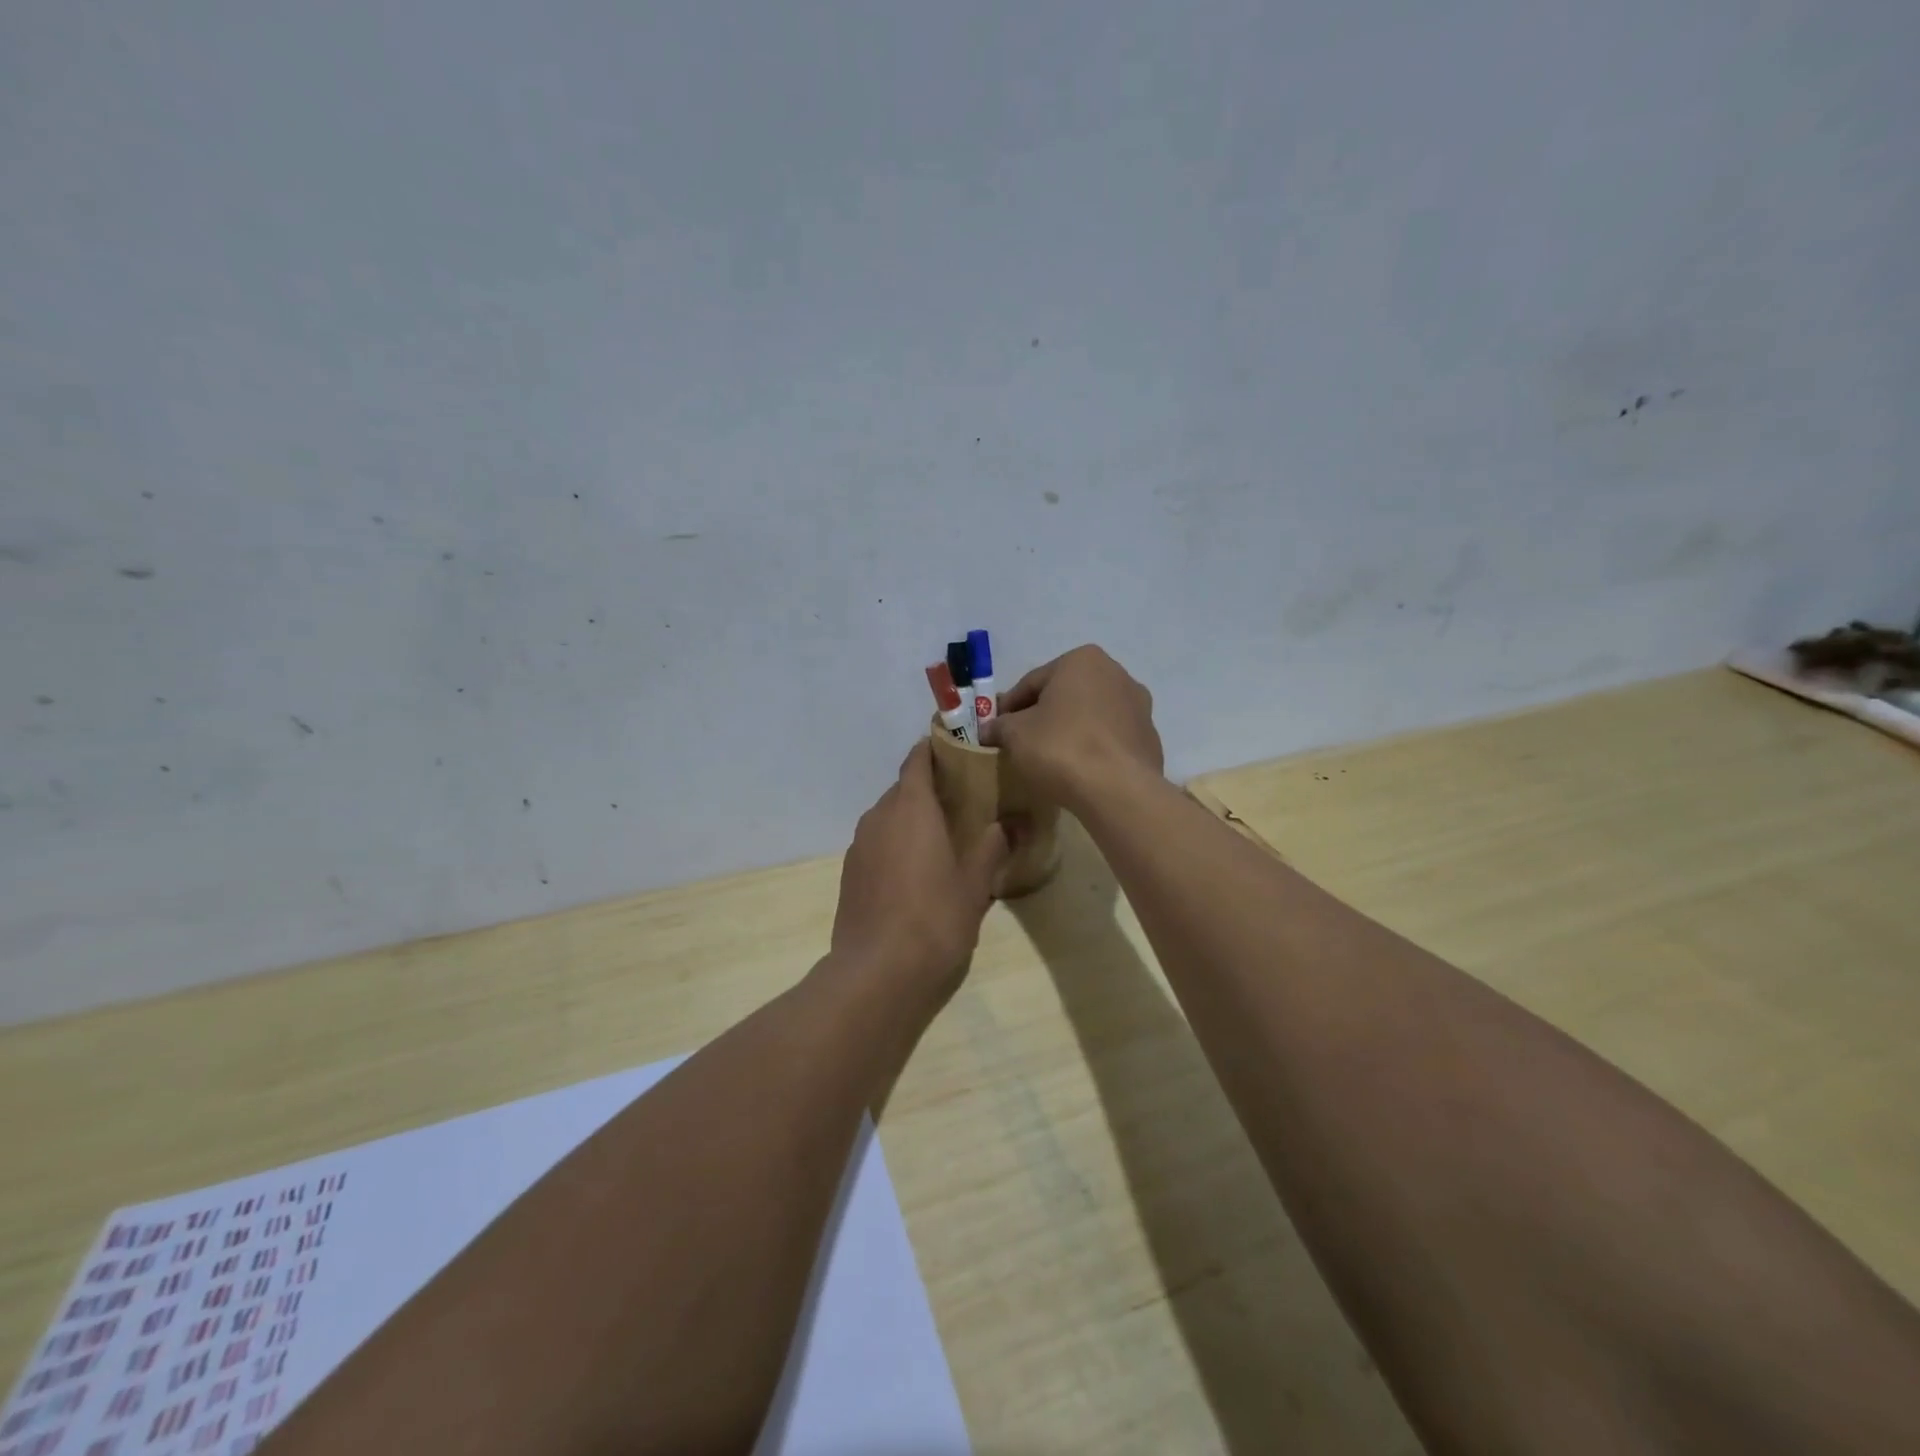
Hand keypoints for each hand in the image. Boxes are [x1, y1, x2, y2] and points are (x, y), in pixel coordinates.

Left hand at [828, 741, 1008, 1001]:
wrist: (877, 972)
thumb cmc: (934, 919)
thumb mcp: (976, 884)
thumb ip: (991, 847)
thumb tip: (1007, 824)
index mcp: (911, 808)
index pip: (918, 759)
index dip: (935, 749)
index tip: (958, 751)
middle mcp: (879, 816)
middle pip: (903, 788)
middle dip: (929, 789)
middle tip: (962, 802)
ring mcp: (859, 845)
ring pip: (888, 816)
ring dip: (911, 819)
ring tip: (941, 838)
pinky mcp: (849, 872)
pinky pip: (876, 842)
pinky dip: (895, 843)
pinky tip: (915, 871)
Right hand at [979, 645, 1162, 809]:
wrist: (1117, 790)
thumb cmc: (1060, 748)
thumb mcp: (1015, 735)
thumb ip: (999, 727)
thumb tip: (988, 730)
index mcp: (1082, 660)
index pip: (1032, 682)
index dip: (1009, 707)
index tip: (997, 729)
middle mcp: (1116, 673)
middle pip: (1065, 695)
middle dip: (1043, 715)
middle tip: (1021, 742)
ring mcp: (1139, 706)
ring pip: (1090, 716)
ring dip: (1070, 730)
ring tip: (1051, 758)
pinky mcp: (1149, 738)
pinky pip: (1110, 739)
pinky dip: (1093, 748)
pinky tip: (1079, 769)